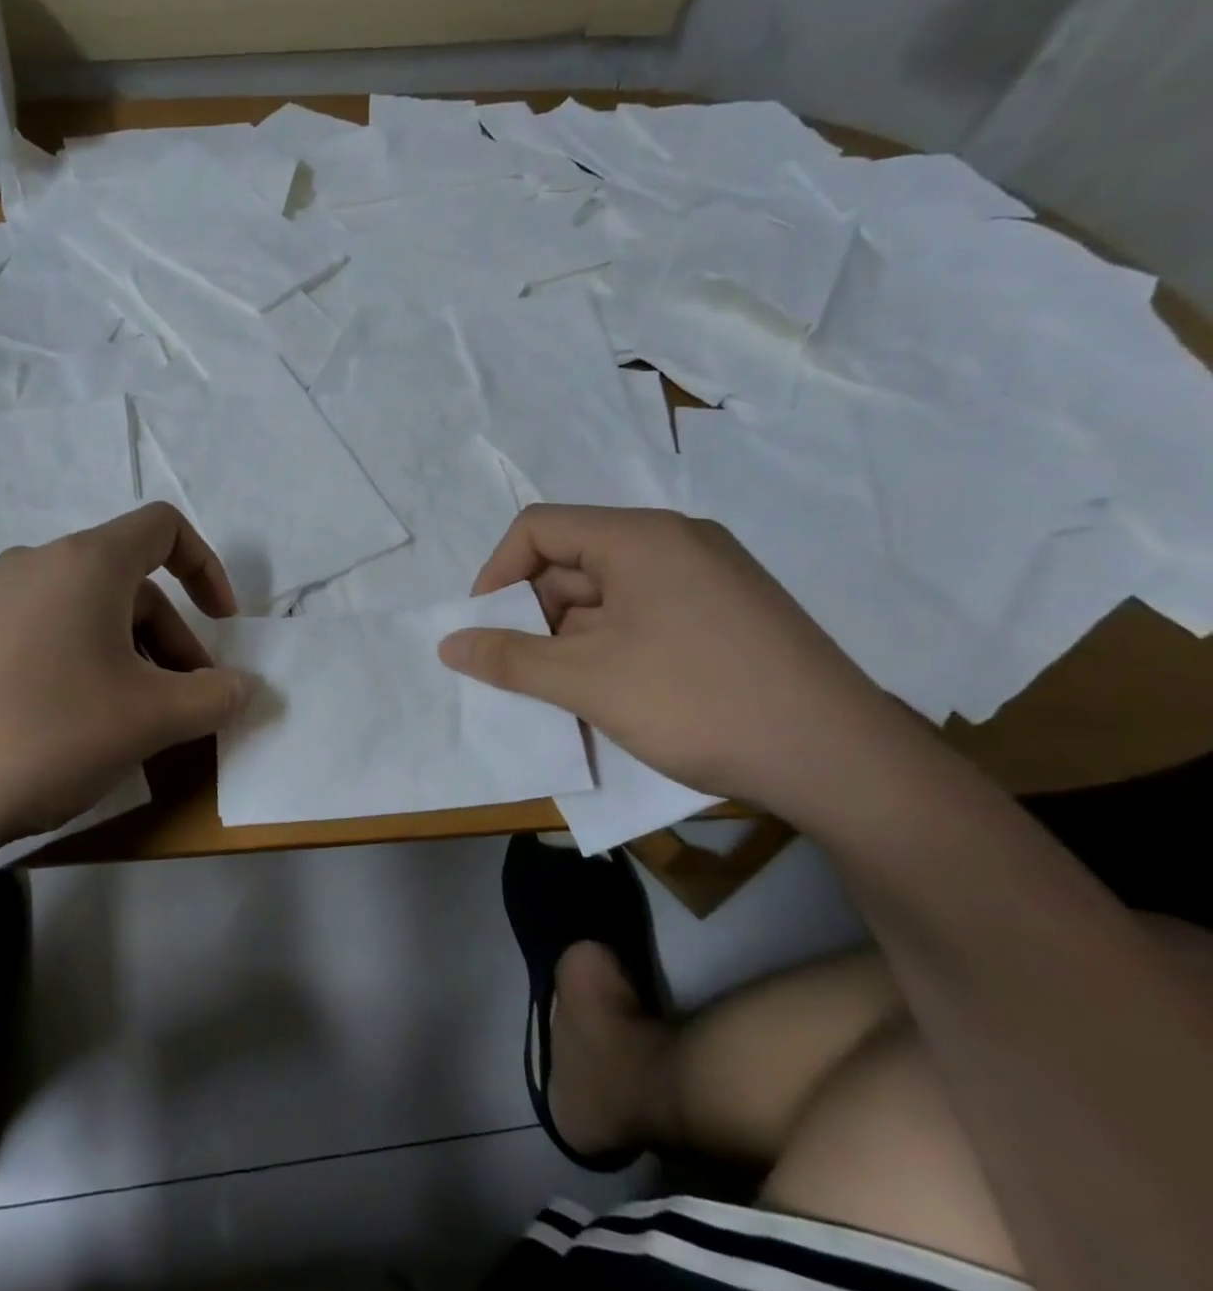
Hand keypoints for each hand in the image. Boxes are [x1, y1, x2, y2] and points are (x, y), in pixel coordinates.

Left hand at [0, 503, 251, 855]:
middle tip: (184, 703)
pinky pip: (48, 634)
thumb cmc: (50, 733)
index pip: (164, 528)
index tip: (224, 625)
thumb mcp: (151, 718)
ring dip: (132, 657)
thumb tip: (247, 687)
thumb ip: (214, 696)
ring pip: (90, 613)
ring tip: (136, 722)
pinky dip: (85, 664)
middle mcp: (37, 564)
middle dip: (173, 639)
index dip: (208, 569)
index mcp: (86, 561)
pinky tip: (80, 726)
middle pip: (131, 583)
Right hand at [437, 505, 928, 815]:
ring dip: (569, 641)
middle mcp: (675, 544)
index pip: (539, 528)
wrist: (842, 762)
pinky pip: (643, 618)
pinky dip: (609, 650)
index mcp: (640, 538)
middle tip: (518, 671)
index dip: (497, 573)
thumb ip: (509, 659)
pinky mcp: (726, 617)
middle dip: (533, 615)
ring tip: (561, 696)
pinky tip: (607, 697)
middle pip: (572, 562)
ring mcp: (707, 580)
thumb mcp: (587, 681)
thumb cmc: (699, 702)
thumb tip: (448, 644)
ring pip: (607, 597)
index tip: (484, 628)